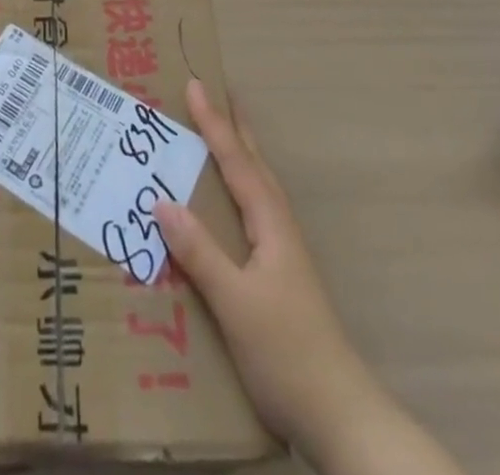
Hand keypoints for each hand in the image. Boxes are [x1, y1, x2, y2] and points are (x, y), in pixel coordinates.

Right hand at [155, 80, 463, 474]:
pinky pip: (252, 212)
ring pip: (257, 187)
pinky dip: (237, 189)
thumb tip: (160, 199)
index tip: (195, 84)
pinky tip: (226, 205)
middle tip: (214, 93)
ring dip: (238, 154)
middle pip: (254, 164)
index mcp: (270, 224)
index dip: (214, 123)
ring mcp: (283, 252)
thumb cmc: (285, 351)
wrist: (339, 415)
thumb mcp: (235, 302)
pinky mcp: (280, 276)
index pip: (237, 161)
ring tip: (219, 134)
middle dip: (232, 127)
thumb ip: (199, 252)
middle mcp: (279, 228)